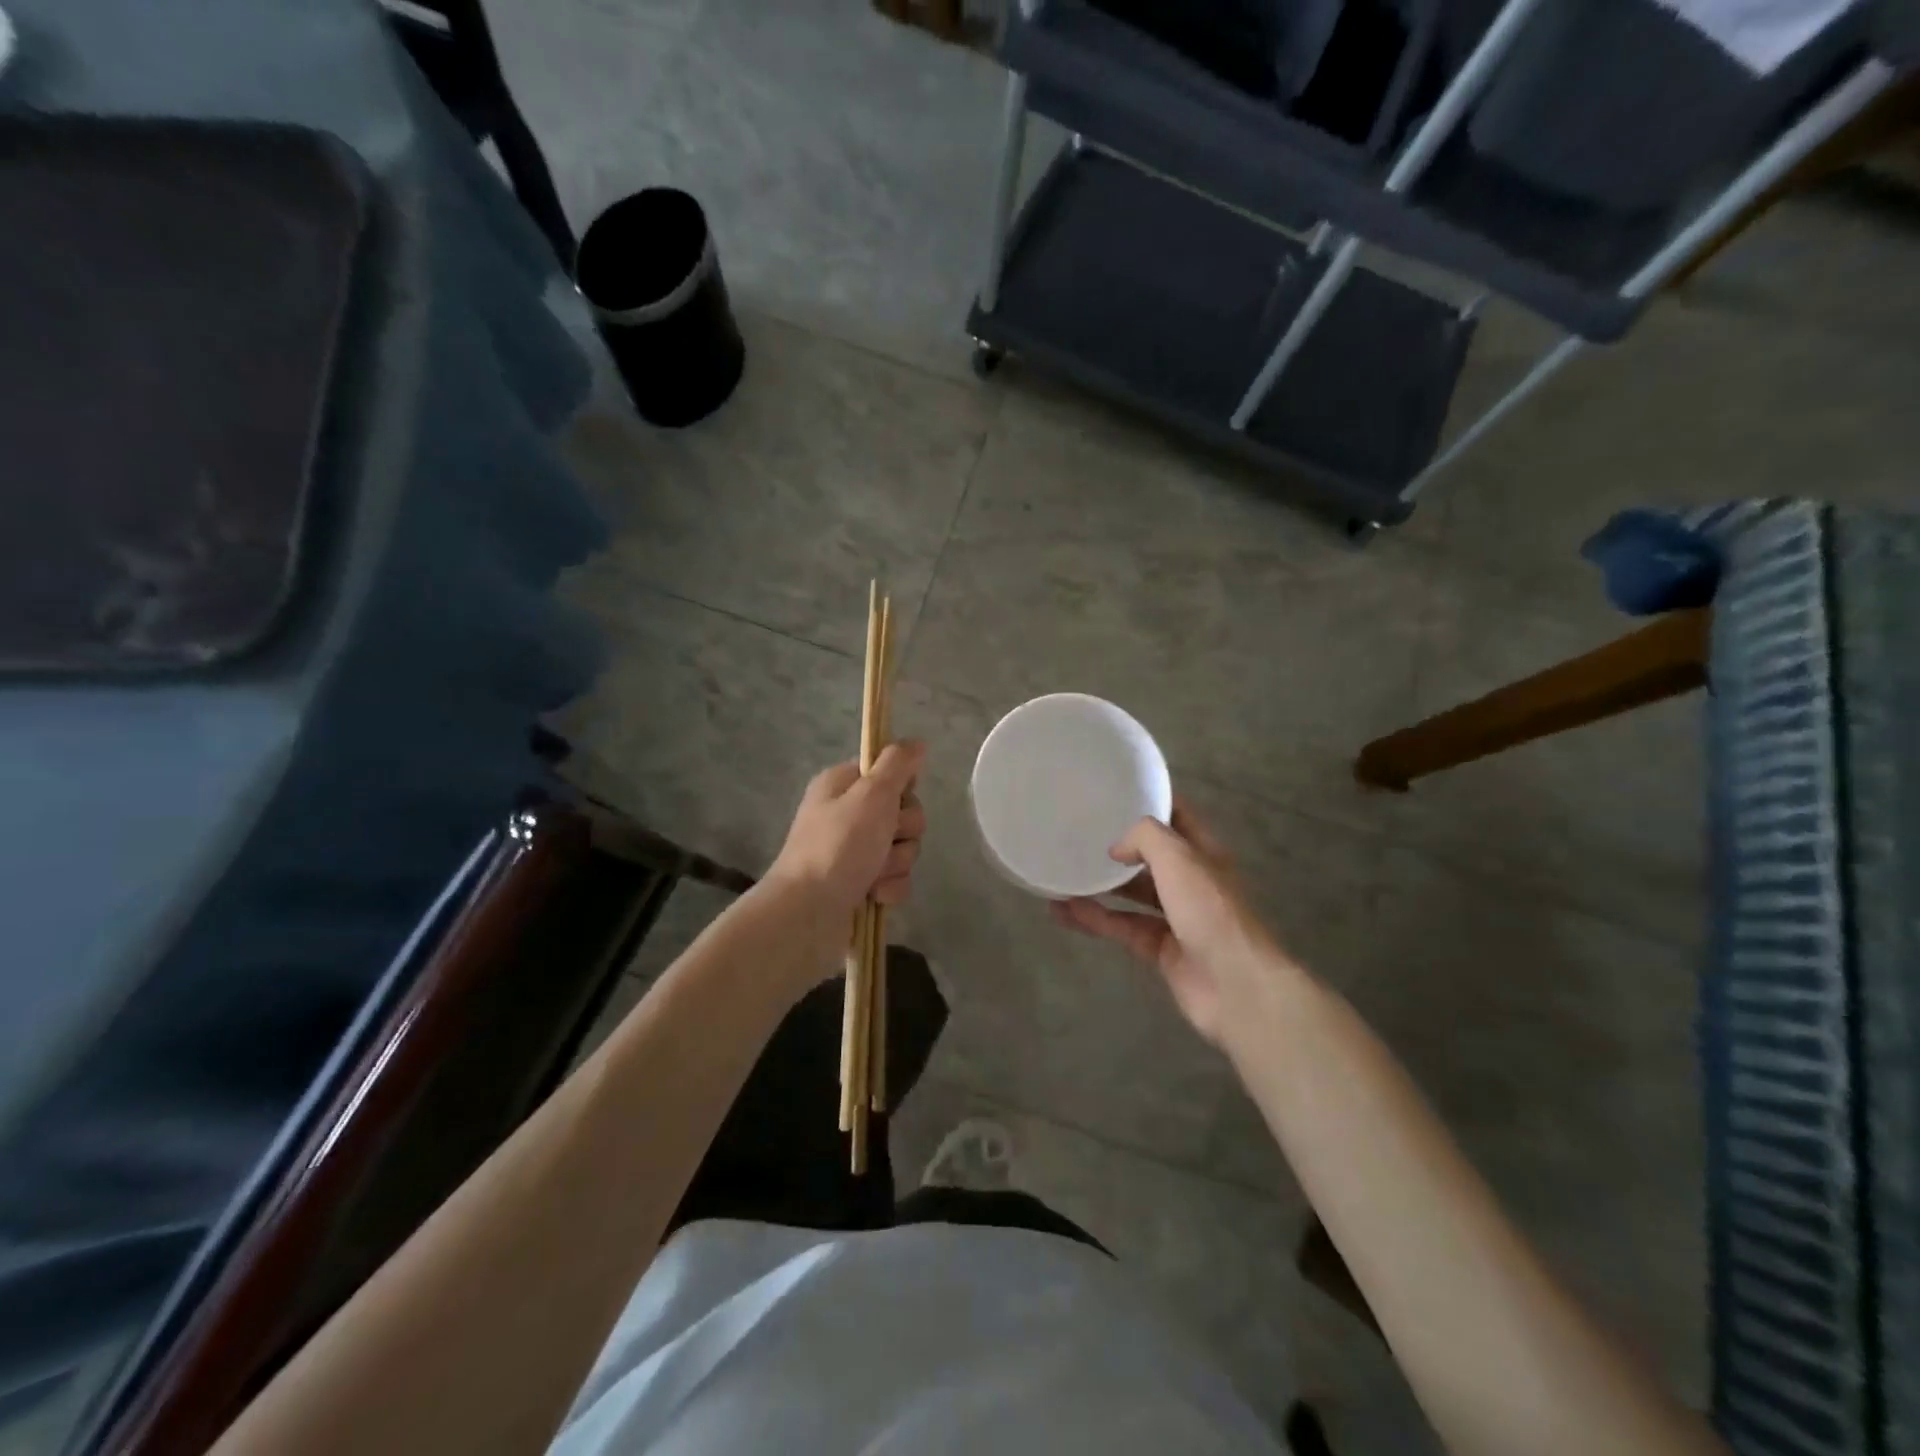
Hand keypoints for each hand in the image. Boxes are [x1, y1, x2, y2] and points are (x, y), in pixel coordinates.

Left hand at [767, 741, 927, 923]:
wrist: (808, 914)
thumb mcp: (871, 794)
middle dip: (903, 831)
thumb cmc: (838, 846)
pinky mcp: (861, 885)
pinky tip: (874, 896)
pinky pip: (895, 879)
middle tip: (883, 839)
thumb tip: (917, 742)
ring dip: (896, 863)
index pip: (888, 772)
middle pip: (903, 813)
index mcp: (842, 786)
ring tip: (873, 874)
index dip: (900, 788)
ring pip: (903, 848)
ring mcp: (853, 853)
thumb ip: (898, 765)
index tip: (896, 800)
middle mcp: (847, 815)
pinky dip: (890, 888)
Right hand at [1051, 801, 1286, 1046]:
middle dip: (1118, 845)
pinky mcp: (1160, 950)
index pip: (1176, 816)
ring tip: (1061, 873)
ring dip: (1099, 885)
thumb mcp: (1179, 858)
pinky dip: (1095, 919)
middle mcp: (1190, 881)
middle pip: (1150, 856)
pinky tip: (1064, 912)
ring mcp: (1176, 917)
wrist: (1236, 986)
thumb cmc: (1210, 912)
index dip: (1149, 801)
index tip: (1112, 793)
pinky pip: (1122, 926)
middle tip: (1078, 833)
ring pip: (1132, 894)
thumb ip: (1145, 837)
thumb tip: (1117, 848)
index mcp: (1203, 853)